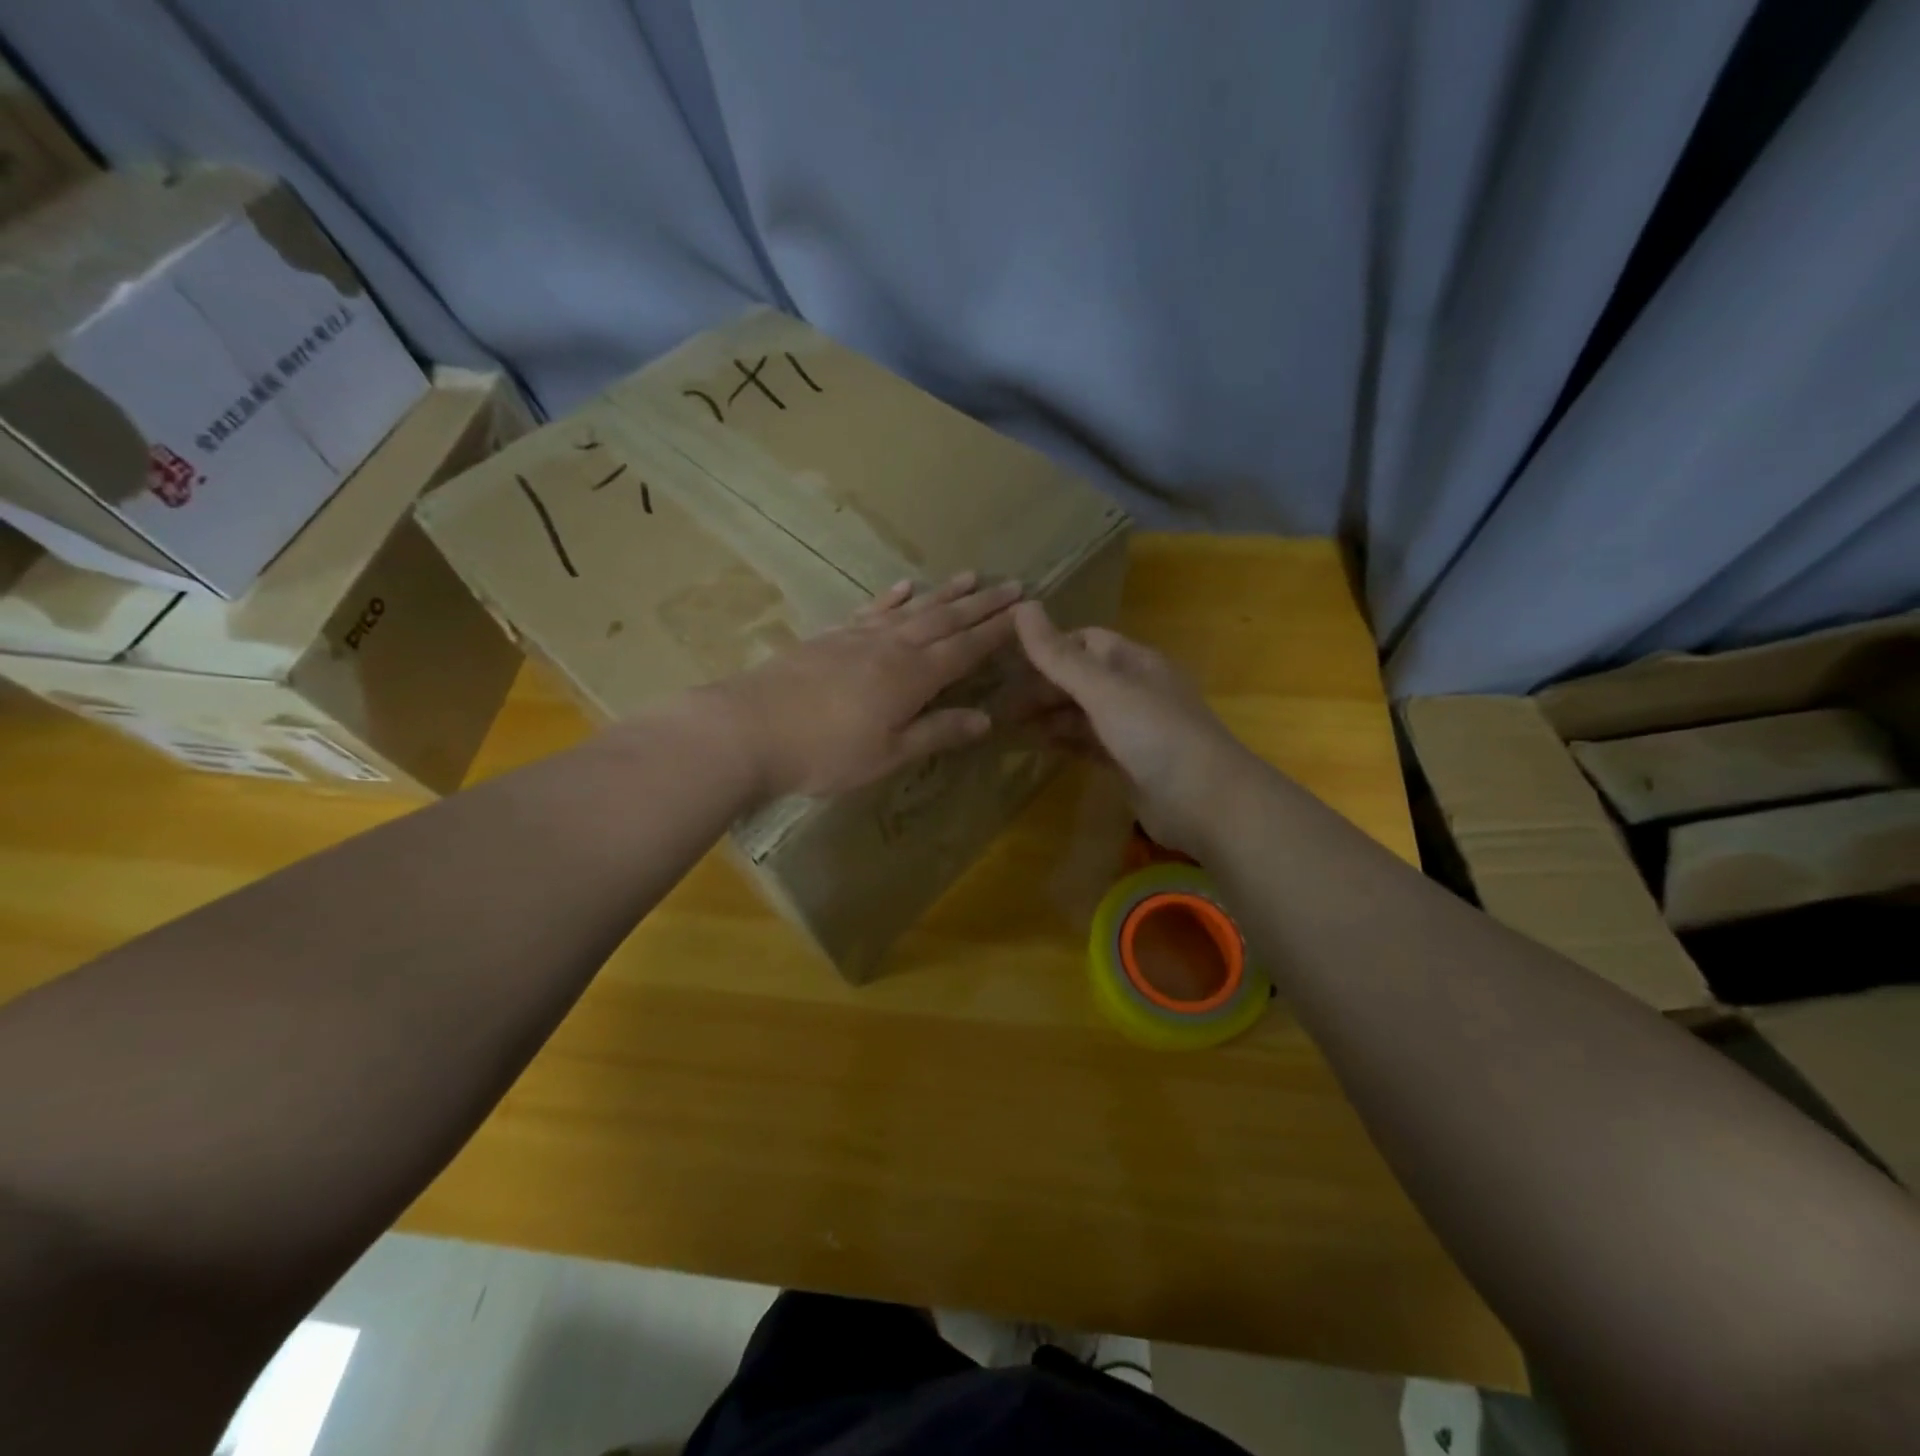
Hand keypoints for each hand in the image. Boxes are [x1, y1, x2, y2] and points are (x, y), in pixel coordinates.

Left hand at [706, 573, 1022, 799]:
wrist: (750, 728)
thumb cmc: (825, 752)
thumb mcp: (889, 753)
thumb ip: (937, 732)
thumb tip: (985, 719)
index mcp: (914, 676)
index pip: (967, 648)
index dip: (998, 631)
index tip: (1025, 611)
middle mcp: (892, 647)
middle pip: (945, 620)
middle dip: (982, 604)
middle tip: (1012, 585)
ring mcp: (859, 637)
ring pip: (912, 609)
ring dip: (944, 593)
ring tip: (971, 576)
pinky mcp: (831, 637)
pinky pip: (870, 610)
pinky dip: (891, 598)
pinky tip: (903, 587)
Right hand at [1012, 601, 1255, 854]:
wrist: (1206, 802)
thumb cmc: (1155, 734)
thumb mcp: (1104, 690)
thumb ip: (1060, 656)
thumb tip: (1022, 606)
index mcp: (1134, 662)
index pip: (1086, 642)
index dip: (1049, 648)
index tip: (1007, 662)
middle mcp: (1134, 690)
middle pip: (1080, 678)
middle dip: (1042, 687)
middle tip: (997, 703)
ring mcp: (1132, 728)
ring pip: (1081, 712)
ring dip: (1048, 715)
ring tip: (1006, 725)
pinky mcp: (1128, 762)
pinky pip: (1088, 743)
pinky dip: (1063, 741)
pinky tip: (1036, 746)